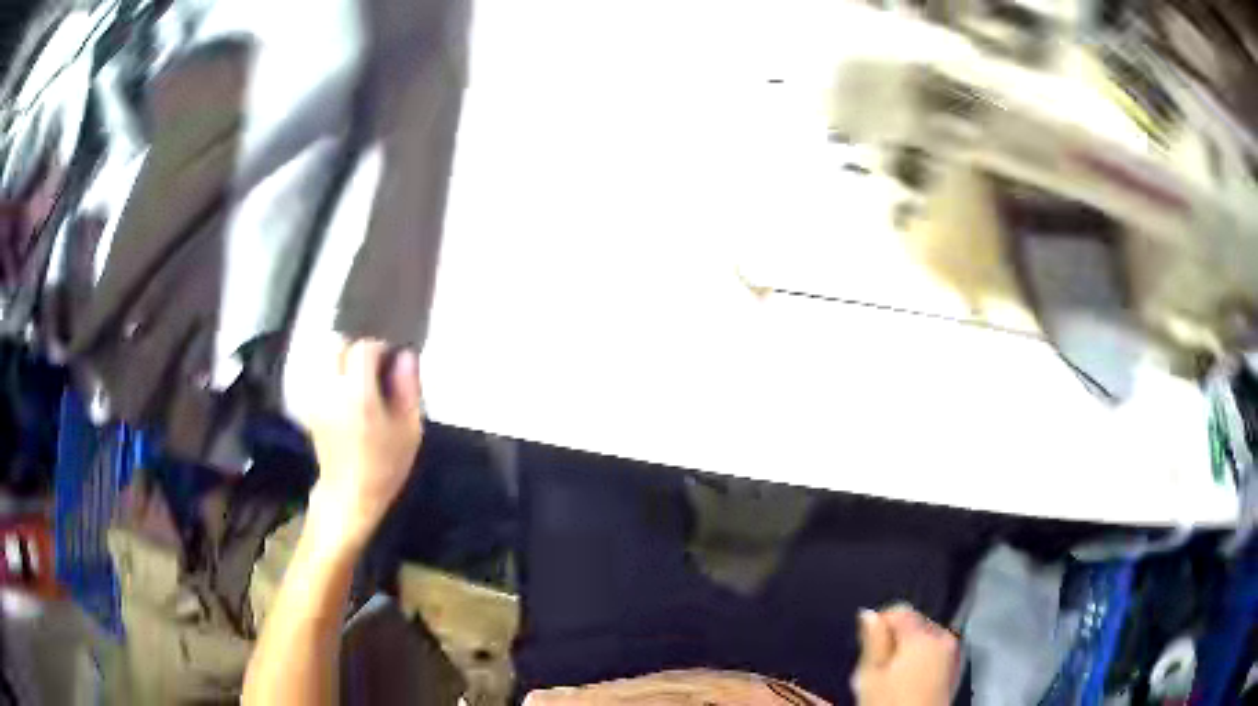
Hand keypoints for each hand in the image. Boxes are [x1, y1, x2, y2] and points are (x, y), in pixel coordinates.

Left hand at [302, 338, 423, 551]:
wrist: (350, 495)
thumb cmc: (384, 465)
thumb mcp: (410, 430)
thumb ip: (408, 388)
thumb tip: (406, 356)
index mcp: (357, 394)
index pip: (363, 348)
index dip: (380, 348)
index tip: (392, 362)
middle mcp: (331, 389)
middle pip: (338, 346)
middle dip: (357, 350)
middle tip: (375, 369)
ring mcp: (316, 397)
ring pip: (326, 359)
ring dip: (343, 362)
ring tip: (361, 383)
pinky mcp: (309, 407)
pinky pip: (321, 377)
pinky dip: (334, 377)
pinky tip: (347, 397)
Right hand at [853, 604, 959, 705]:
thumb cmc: (890, 703)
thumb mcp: (870, 675)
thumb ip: (872, 641)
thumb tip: (869, 615)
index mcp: (923, 636)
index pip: (899, 609)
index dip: (879, 622)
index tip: (866, 642)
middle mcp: (944, 638)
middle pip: (916, 623)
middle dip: (896, 638)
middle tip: (877, 665)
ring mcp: (954, 654)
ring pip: (926, 639)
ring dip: (909, 650)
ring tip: (891, 676)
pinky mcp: (955, 670)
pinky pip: (936, 654)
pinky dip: (922, 661)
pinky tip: (908, 682)